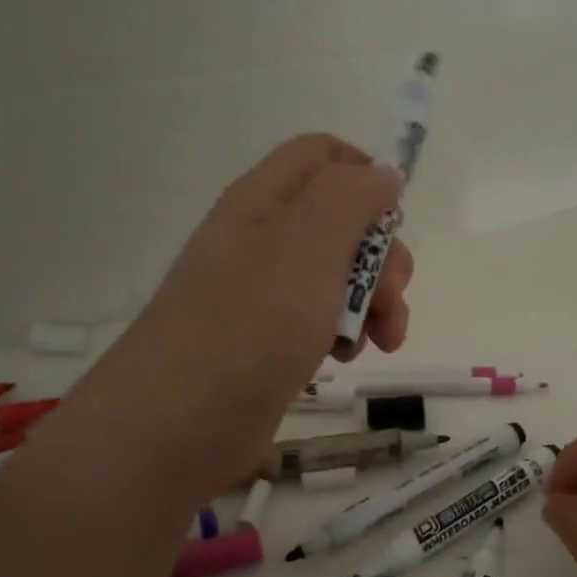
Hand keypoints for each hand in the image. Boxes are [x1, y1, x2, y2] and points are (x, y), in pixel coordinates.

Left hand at [96, 134, 412, 497]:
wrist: (182, 419)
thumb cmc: (252, 320)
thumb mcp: (311, 242)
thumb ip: (352, 197)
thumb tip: (382, 175)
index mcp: (265, 200)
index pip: (323, 156)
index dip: (366, 175)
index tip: (395, 218)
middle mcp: (263, 239)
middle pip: (343, 223)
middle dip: (382, 258)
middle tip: (392, 298)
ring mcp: (265, 293)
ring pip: (340, 277)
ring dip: (374, 303)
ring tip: (380, 342)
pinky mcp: (270, 340)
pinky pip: (322, 319)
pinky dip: (346, 334)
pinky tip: (344, 359)